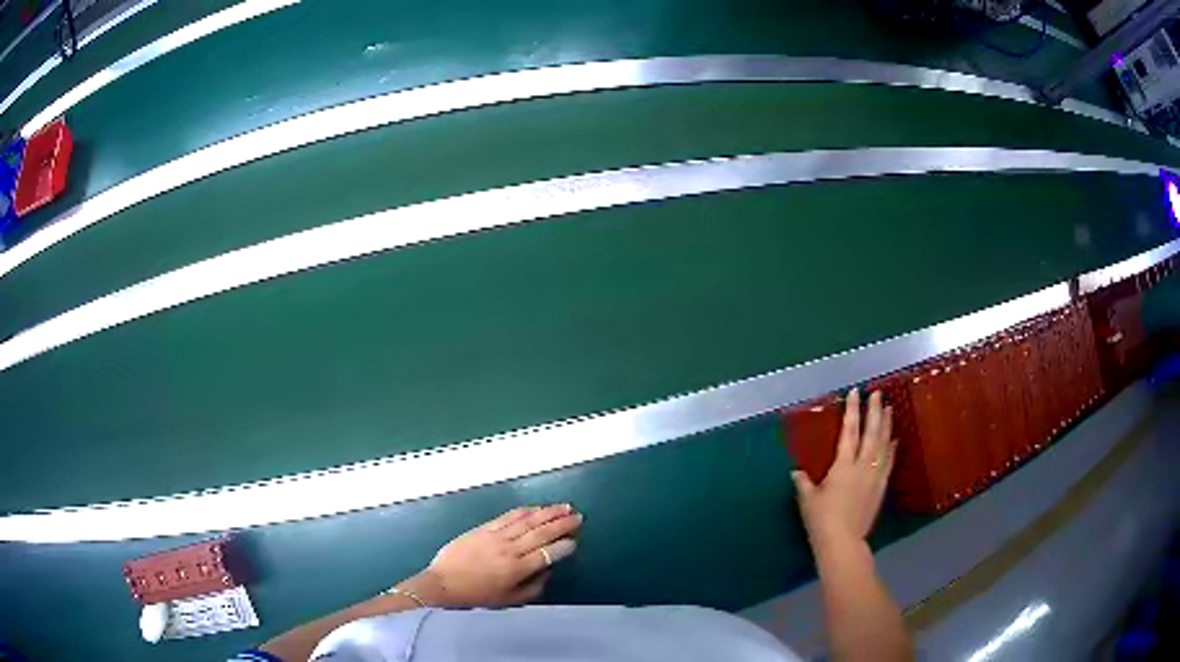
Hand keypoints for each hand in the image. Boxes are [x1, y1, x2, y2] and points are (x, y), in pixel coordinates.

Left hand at [402, 504, 582, 607]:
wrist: (443, 584)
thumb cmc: (477, 597)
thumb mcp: (509, 601)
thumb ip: (533, 588)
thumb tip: (548, 572)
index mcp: (516, 570)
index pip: (547, 554)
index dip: (563, 547)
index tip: (575, 541)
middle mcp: (509, 550)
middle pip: (541, 533)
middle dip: (562, 524)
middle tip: (579, 517)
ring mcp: (496, 536)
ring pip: (527, 521)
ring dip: (548, 512)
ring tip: (564, 506)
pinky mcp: (483, 528)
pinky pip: (508, 516)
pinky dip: (525, 511)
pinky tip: (536, 508)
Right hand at [793, 389, 895, 553]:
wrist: (843, 542)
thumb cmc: (822, 520)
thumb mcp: (807, 500)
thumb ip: (803, 483)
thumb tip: (796, 471)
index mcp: (843, 465)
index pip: (849, 431)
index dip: (853, 410)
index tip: (856, 393)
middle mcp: (862, 466)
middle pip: (871, 433)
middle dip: (875, 411)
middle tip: (878, 393)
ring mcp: (874, 476)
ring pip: (883, 445)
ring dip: (887, 426)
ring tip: (890, 409)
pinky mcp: (880, 488)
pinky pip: (889, 462)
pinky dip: (892, 449)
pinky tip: (895, 441)